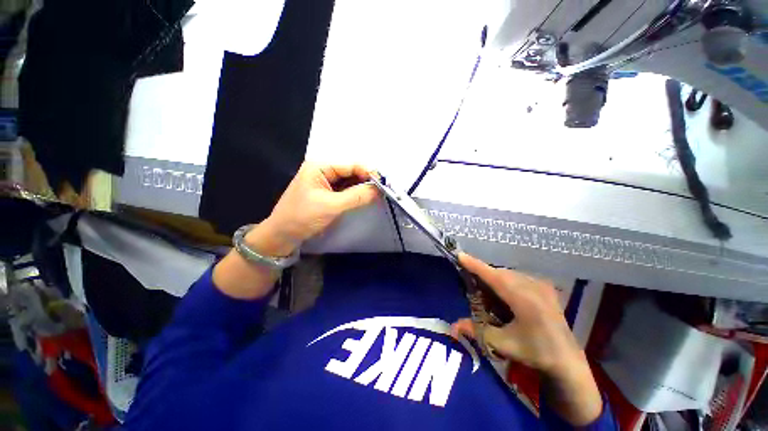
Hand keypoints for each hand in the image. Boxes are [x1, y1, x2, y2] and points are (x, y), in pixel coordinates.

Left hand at [246, 162, 378, 256]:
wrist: (282, 236)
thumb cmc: (303, 217)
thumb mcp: (331, 206)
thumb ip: (356, 196)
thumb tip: (378, 190)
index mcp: (319, 167)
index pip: (350, 166)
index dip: (367, 173)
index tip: (383, 183)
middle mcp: (323, 172)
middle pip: (350, 173)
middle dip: (365, 181)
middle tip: (382, 191)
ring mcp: (325, 184)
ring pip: (349, 183)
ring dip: (361, 189)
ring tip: (377, 195)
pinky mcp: (327, 195)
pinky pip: (345, 192)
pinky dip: (355, 195)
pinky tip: (365, 199)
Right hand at [451, 253, 602, 425]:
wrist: (567, 361)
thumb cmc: (535, 353)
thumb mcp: (502, 343)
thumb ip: (476, 330)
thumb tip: (452, 326)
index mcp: (524, 299)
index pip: (493, 276)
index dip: (475, 265)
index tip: (460, 255)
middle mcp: (533, 286)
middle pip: (500, 273)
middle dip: (483, 275)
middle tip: (471, 284)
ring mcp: (542, 285)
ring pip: (509, 274)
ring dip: (495, 279)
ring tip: (488, 293)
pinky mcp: (546, 287)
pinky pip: (519, 277)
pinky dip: (506, 281)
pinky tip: (505, 295)